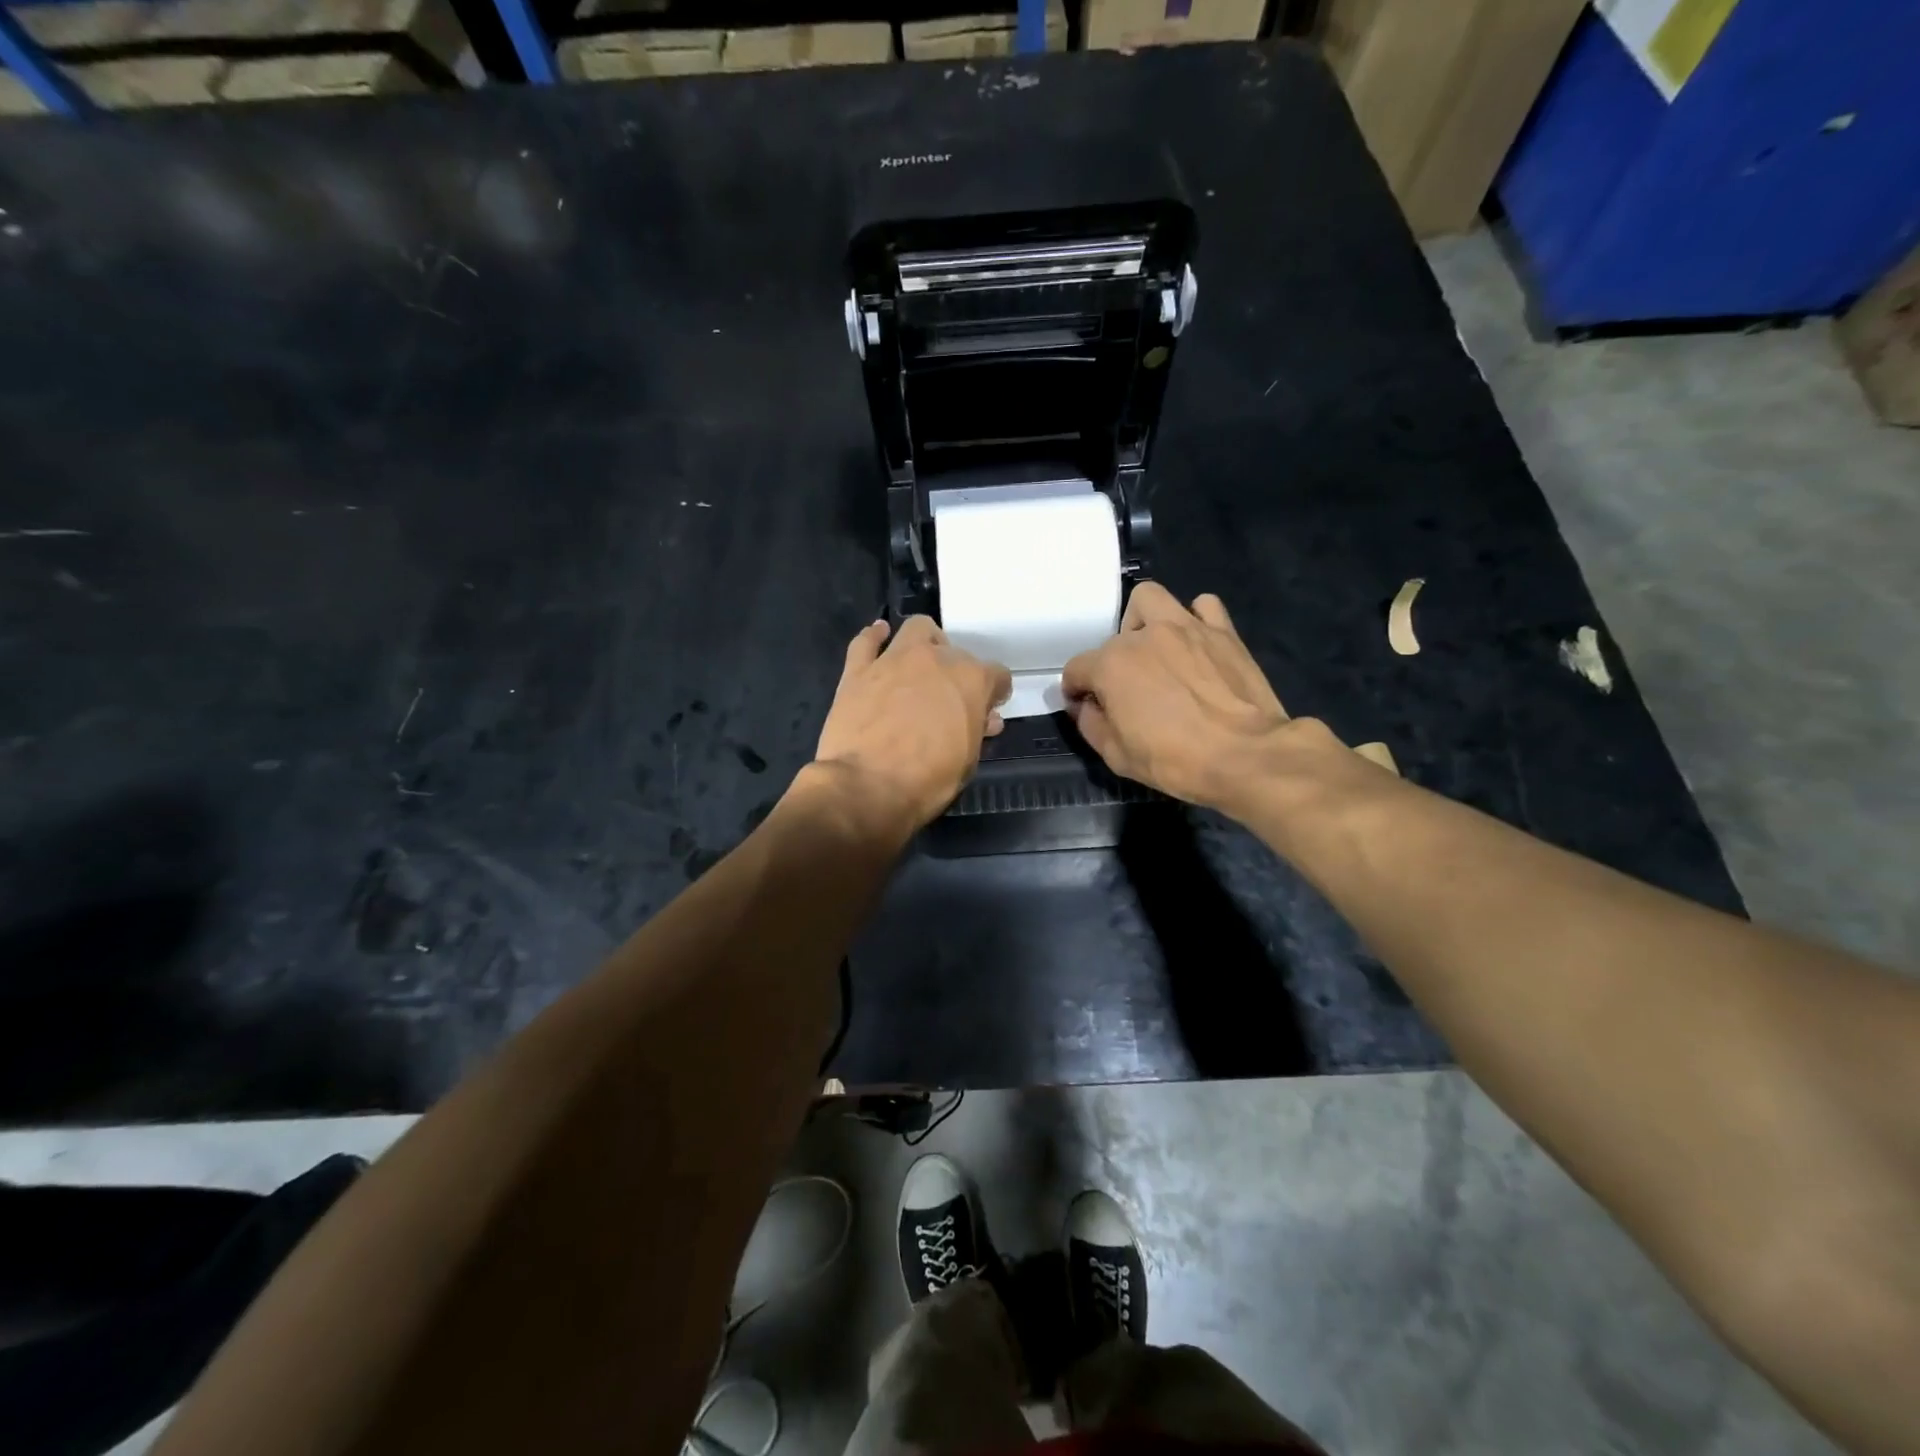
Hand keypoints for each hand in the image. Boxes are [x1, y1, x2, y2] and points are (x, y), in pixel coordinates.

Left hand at [810, 616, 1011, 838]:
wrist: (866, 786)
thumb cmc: (927, 780)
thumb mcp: (967, 761)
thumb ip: (977, 731)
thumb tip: (984, 720)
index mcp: (971, 680)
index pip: (997, 675)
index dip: (995, 693)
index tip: (988, 709)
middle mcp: (935, 659)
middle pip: (957, 654)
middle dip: (959, 675)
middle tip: (951, 700)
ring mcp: (893, 660)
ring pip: (916, 630)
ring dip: (925, 642)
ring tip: (922, 663)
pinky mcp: (858, 670)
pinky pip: (866, 641)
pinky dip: (874, 637)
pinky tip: (879, 637)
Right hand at [1062, 583, 1305, 811]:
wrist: (1246, 756)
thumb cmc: (1175, 760)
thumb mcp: (1116, 756)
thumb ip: (1091, 724)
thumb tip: (1086, 707)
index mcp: (1111, 665)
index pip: (1077, 669)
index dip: (1077, 691)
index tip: (1087, 708)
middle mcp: (1143, 636)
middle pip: (1113, 641)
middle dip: (1112, 665)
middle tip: (1128, 691)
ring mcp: (1185, 627)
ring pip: (1150, 599)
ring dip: (1143, 620)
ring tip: (1153, 649)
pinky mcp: (1223, 631)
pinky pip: (1204, 607)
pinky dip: (1195, 619)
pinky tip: (1195, 643)